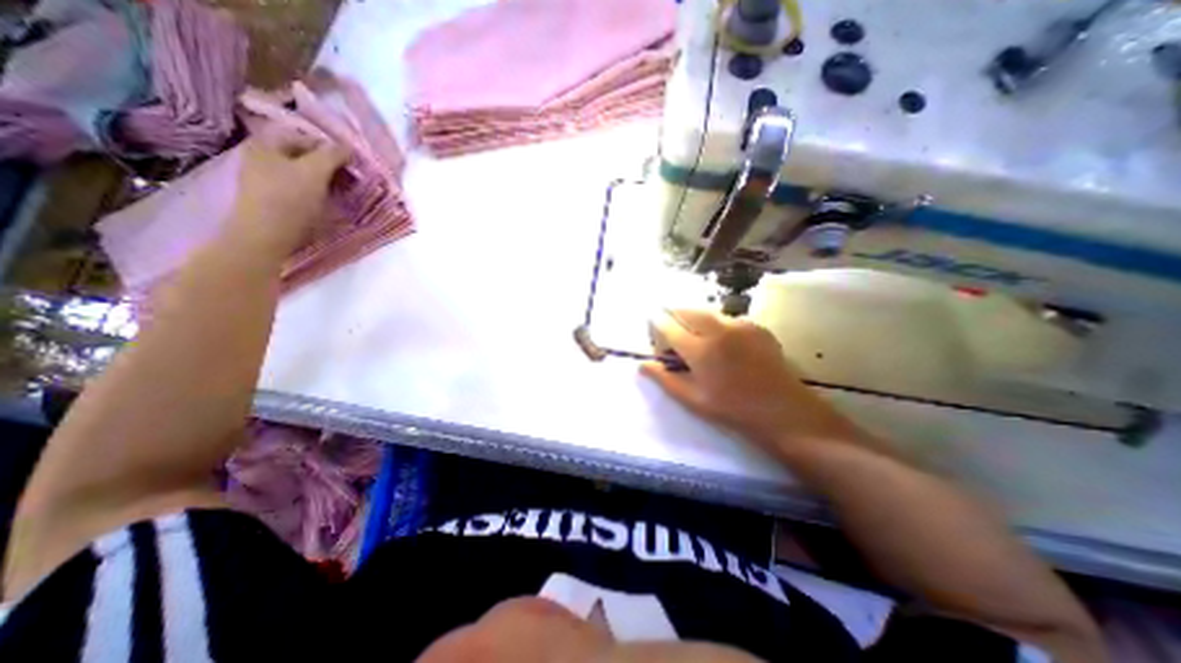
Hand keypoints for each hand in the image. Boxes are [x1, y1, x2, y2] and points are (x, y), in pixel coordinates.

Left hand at [224, 122, 345, 255]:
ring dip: (328, 180)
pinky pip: (303, 188)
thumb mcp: (315, 172)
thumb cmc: (290, 200)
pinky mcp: (276, 198)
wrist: (266, 237)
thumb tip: (348, 147)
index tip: (354, 165)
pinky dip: (319, 192)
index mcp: (267, 143)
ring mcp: (268, 178)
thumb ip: (332, 155)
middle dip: (331, 166)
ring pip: (306, 173)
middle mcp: (264, 156)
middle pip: (306, 156)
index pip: (307, 137)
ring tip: (346, 192)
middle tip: (353, 179)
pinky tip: (331, 202)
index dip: (332, 148)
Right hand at [644, 310, 864, 455]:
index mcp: (699, 349)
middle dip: (674, 316)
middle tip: (673, 333)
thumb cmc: (731, 409)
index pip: (667, 325)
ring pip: (707, 312)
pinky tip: (723, 344)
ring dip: (694, 319)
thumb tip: (642, 365)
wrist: (782, 410)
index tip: (653, 328)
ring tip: (697, 339)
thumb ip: (664, 378)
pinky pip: (727, 318)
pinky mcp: (756, 326)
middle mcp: (718, 329)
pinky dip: (716, 325)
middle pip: (686, 310)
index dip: (655, 323)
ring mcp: (740, 325)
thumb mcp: (691, 399)